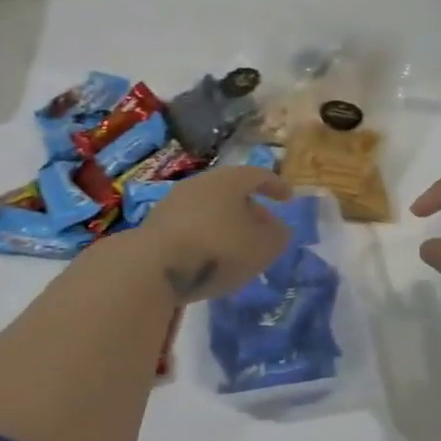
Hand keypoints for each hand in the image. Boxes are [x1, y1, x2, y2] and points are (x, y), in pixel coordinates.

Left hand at [136, 166, 293, 303]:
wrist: (153, 266)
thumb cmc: (218, 249)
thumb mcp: (262, 248)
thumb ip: (277, 237)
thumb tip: (279, 229)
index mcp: (230, 180)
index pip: (259, 175)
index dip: (276, 186)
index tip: (288, 198)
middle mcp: (202, 183)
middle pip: (232, 191)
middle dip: (251, 209)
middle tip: (265, 228)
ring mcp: (175, 201)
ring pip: (211, 207)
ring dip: (227, 223)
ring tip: (238, 245)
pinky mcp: (157, 224)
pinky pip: (192, 224)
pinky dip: (207, 234)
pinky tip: (211, 256)